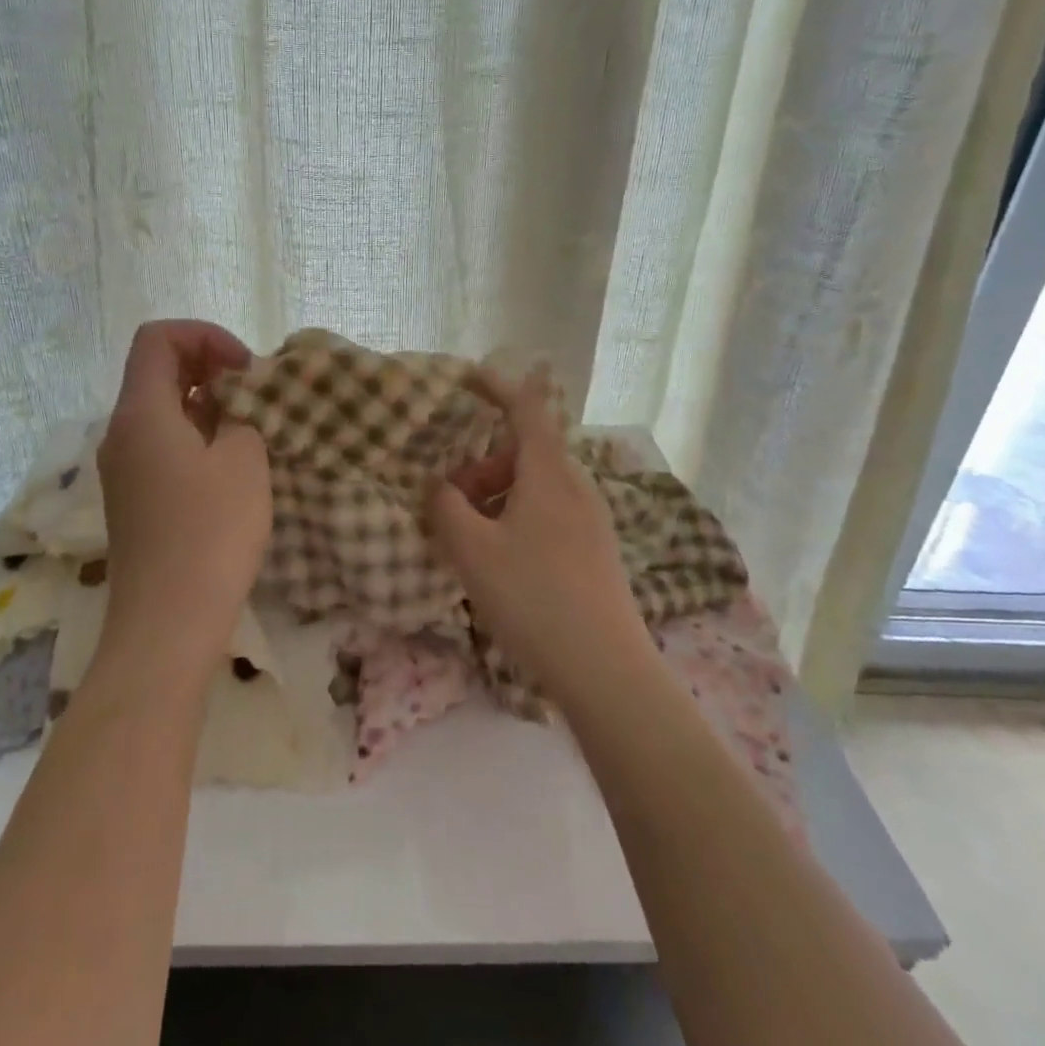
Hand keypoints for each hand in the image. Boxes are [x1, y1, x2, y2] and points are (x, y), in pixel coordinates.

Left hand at [93, 320, 271, 686]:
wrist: (168, 624)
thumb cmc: (210, 533)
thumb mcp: (243, 460)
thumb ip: (241, 415)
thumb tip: (233, 407)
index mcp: (140, 413)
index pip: (157, 338)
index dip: (204, 335)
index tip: (245, 368)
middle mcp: (121, 433)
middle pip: (156, 371)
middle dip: (208, 367)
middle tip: (254, 392)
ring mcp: (124, 469)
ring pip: (162, 410)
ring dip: (206, 403)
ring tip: (250, 425)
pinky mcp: (135, 499)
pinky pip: (162, 445)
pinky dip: (196, 435)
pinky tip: (230, 462)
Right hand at [426, 371, 658, 710]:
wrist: (606, 669)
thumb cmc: (534, 598)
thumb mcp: (472, 552)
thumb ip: (446, 508)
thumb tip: (438, 485)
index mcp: (548, 474)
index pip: (526, 408)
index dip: (498, 386)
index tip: (468, 376)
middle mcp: (576, 485)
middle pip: (525, 452)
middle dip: (483, 463)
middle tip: (450, 497)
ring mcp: (591, 518)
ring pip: (536, 485)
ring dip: (498, 494)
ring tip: (470, 535)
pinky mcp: (596, 549)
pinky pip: (549, 511)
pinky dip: (517, 515)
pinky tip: (501, 558)